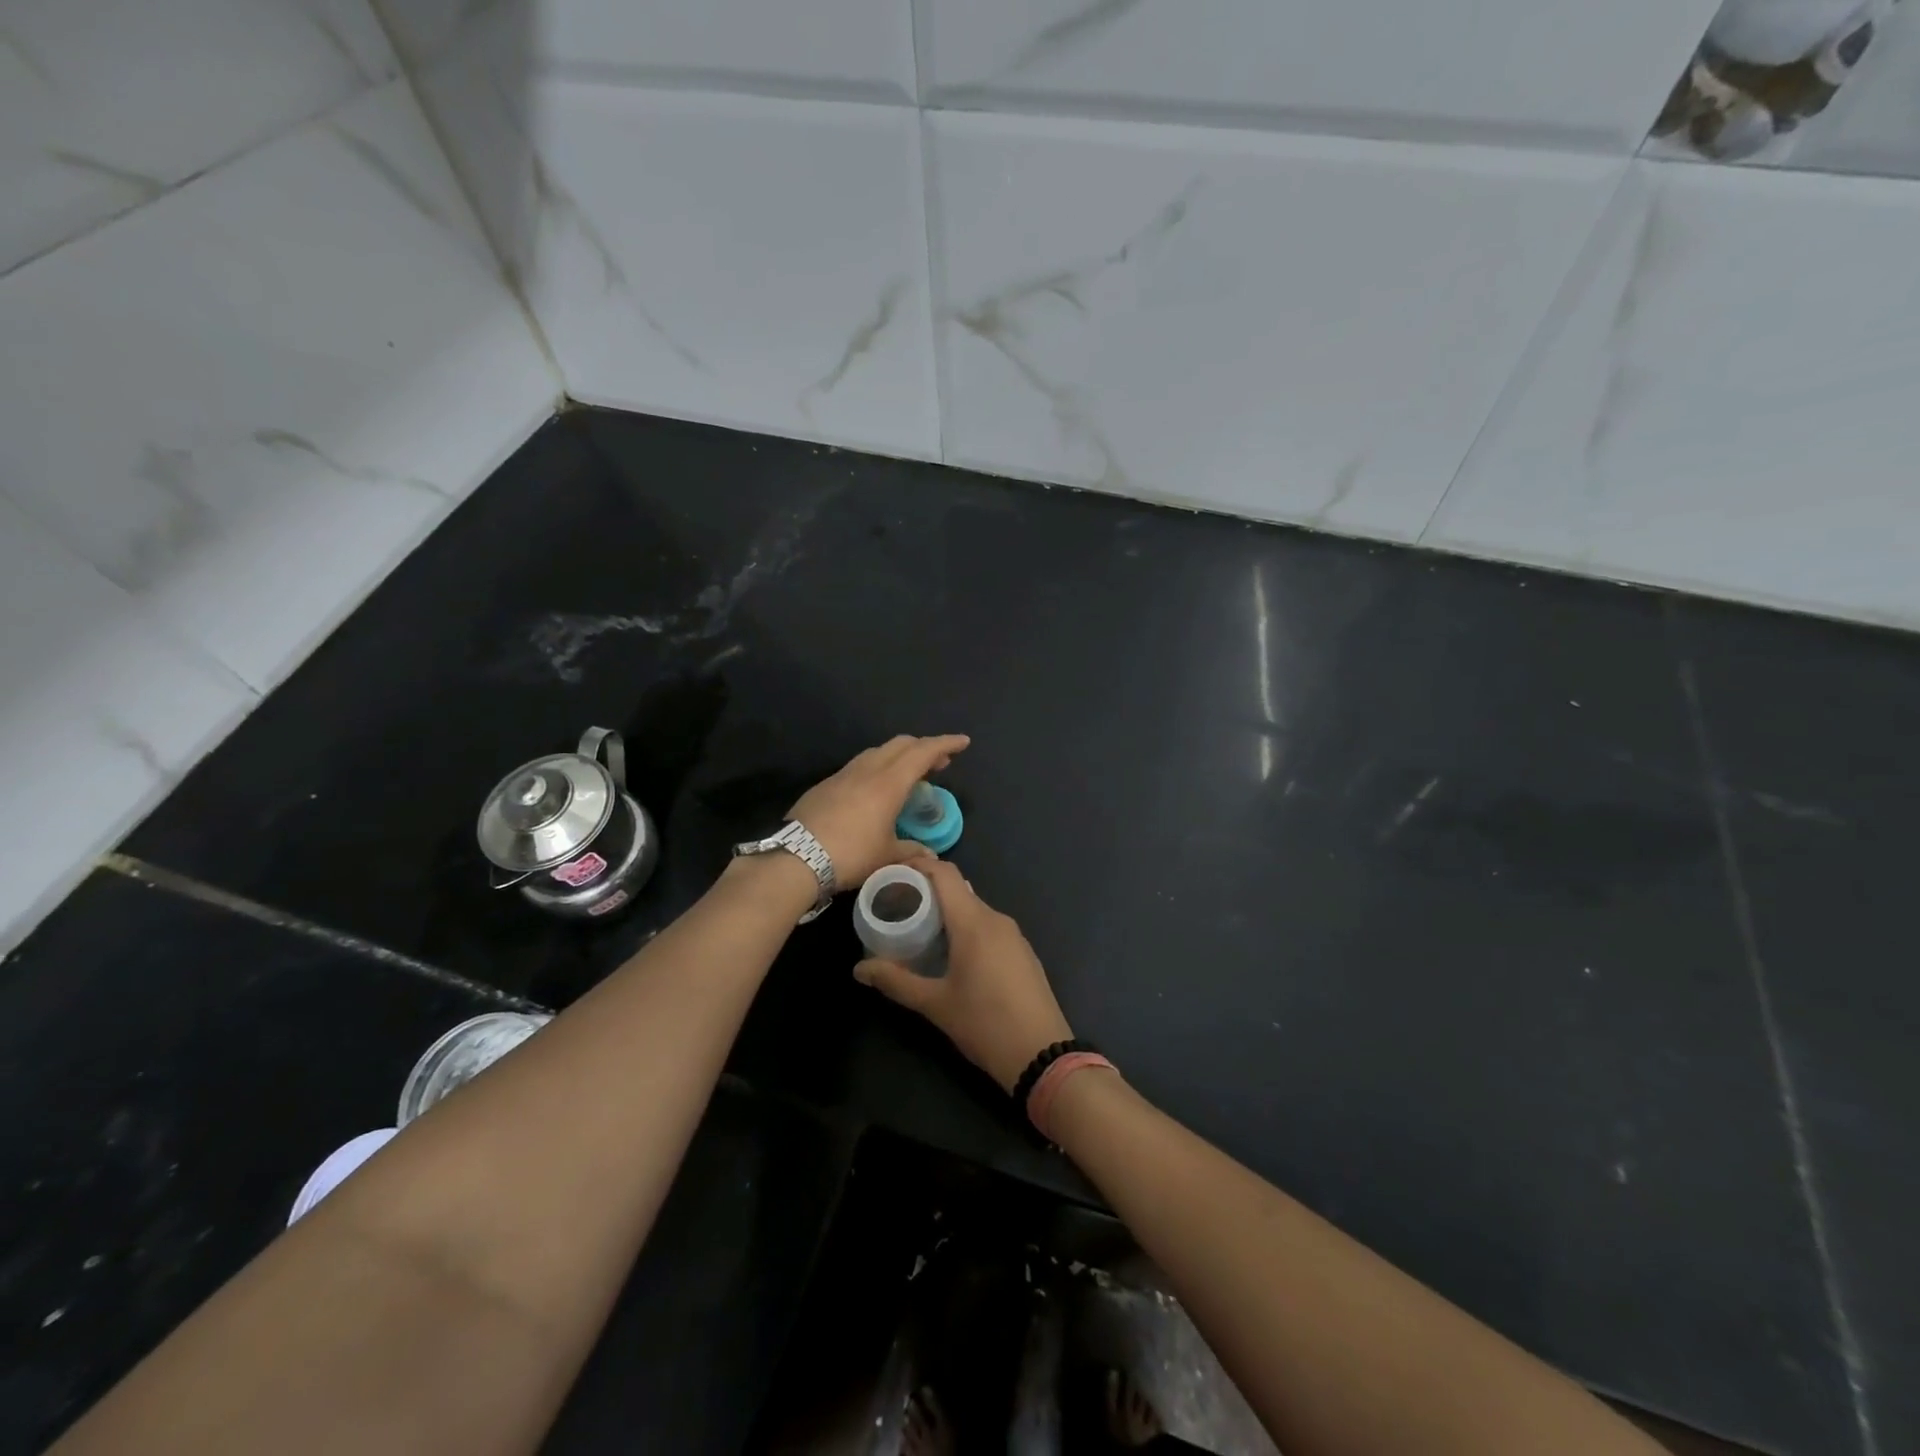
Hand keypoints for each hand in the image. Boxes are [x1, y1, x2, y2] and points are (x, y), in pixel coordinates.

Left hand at [788, 734, 969, 888]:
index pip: (923, 752)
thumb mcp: (886, 857)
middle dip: (923, 748)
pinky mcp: (825, 785)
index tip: (963, 742)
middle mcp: (867, 770)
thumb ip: (911, 851)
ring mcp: (843, 775)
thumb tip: (929, 855)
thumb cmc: (850, 855)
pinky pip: (859, 766)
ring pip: (877, 752)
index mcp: (889, 783)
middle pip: (901, 744)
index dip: (945, 744)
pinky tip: (876, 789)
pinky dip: (877, 768)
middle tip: (939, 763)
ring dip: (899, 756)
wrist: (795, 858)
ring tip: (909, 774)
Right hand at [854, 855, 1073, 1092]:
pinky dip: (967, 929)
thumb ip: (896, 982)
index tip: (892, 874)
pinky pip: (989, 927)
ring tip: (919, 931)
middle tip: (897, 908)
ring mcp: (1014, 935)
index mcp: (974, 922)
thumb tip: (859, 969)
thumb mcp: (935, 1004)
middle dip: (927, 893)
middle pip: (958, 890)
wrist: (1043, 1055)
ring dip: (947, 913)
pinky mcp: (1023, 952)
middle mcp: (996, 919)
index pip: (945, 874)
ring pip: (974, 910)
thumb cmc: (985, 1024)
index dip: (918, 866)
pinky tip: (952, 953)